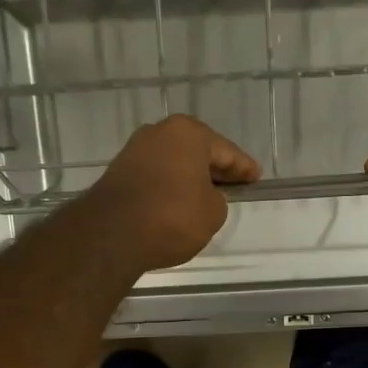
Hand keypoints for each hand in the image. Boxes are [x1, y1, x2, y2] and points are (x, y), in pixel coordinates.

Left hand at [89, 115, 260, 270]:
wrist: (111, 234)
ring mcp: (134, 150)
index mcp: (188, 133)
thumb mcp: (212, 213)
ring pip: (174, 161)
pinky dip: (170, 185)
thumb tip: (203, 195)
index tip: (256, 178)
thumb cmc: (172, 217)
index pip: (226, 151)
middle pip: (197, 150)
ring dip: (190, 176)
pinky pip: (156, 175)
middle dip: (215, 167)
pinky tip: (178, 201)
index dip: (243, 167)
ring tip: (206, 195)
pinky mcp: (118, 171)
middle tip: (234, 183)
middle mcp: (159, 132)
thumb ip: (216, 199)